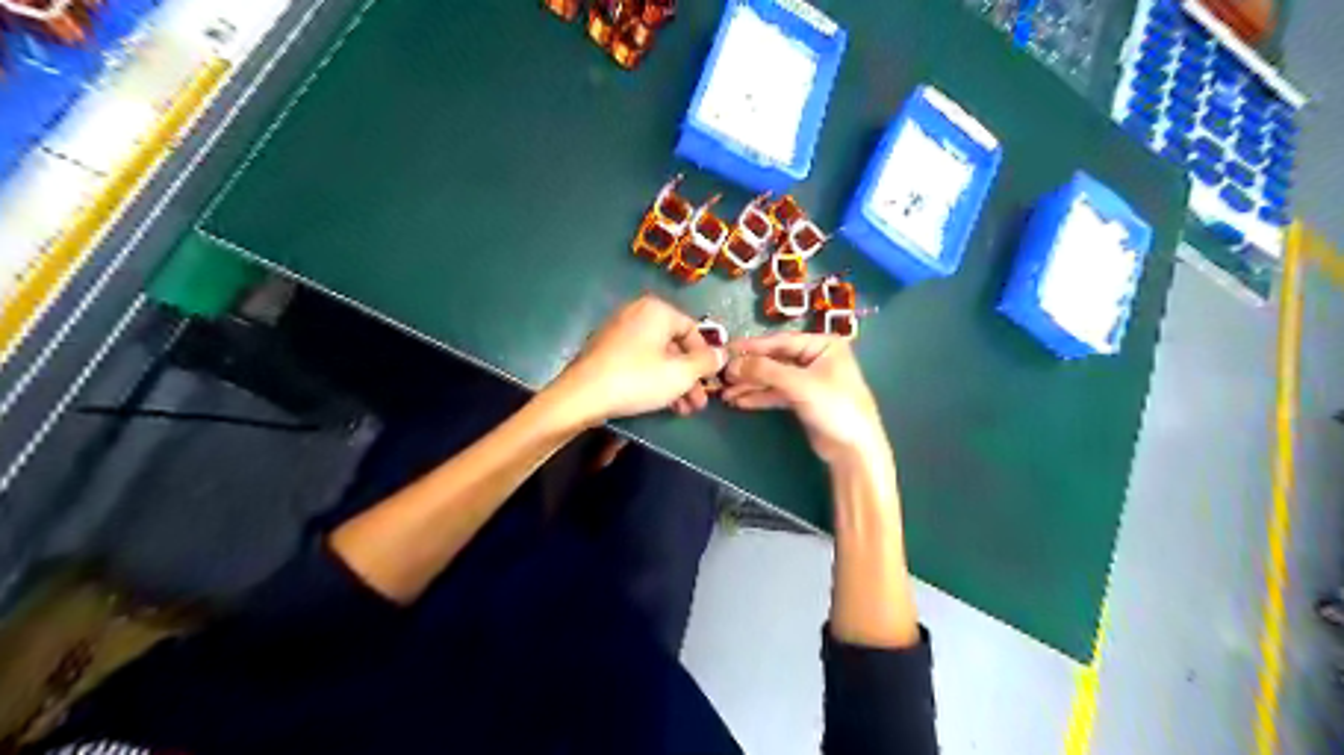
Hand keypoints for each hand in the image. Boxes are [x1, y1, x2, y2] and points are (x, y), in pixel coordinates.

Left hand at [550, 292, 724, 427]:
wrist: (582, 396)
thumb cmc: (637, 379)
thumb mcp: (680, 374)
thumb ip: (706, 362)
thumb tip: (723, 353)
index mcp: (657, 310)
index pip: (693, 329)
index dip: (706, 357)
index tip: (711, 382)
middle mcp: (637, 314)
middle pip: (674, 345)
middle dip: (690, 376)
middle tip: (699, 403)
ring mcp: (619, 331)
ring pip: (657, 357)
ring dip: (675, 382)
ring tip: (684, 410)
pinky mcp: (606, 351)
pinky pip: (639, 361)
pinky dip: (653, 379)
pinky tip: (662, 403)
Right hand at [726, 333, 890, 467]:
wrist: (854, 449)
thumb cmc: (834, 406)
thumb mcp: (799, 385)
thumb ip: (765, 371)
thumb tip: (733, 364)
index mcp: (823, 345)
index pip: (781, 342)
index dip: (753, 347)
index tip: (727, 350)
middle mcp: (816, 358)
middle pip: (775, 360)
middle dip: (749, 370)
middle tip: (722, 377)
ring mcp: (809, 380)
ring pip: (774, 378)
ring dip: (751, 386)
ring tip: (726, 394)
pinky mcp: (804, 399)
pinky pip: (777, 393)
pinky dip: (760, 397)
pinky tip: (740, 402)